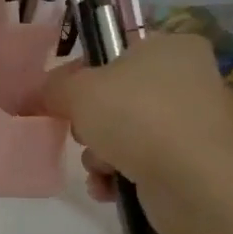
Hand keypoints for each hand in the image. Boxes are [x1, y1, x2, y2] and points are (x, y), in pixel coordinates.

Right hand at [41, 33, 232, 233]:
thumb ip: (52, 87)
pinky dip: (118, 175)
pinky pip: (140, 162)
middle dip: (89, 122)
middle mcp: (188, 80)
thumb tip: (39, 95)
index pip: (112, 53)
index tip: (58, 97)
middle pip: (115, 97)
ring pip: (123, 133)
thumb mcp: (77, 90)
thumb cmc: (136, 116)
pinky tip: (108, 186)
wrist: (193, 181)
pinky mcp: (192, 162)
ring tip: (101, 166)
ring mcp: (193, 124)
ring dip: (99, 153)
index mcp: (170, 47)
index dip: (79, 75)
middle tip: (82, 133)